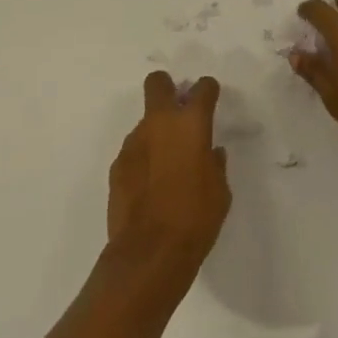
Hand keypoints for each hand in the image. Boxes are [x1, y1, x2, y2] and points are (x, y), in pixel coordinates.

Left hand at [107, 72, 230, 277]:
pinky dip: (143, 159)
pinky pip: (134, 151)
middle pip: (158, 83)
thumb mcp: (220, 191)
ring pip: (146, 122)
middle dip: (168, 89)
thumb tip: (211, 154)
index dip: (208, 91)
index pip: (202, 88)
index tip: (210, 101)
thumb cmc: (196, 218)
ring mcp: (134, 143)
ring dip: (156, 134)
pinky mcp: (117, 165)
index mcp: (191, 123)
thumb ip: (215, 164)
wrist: (149, 253)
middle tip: (179, 112)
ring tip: (166, 166)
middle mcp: (159, 123)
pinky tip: (150, 186)